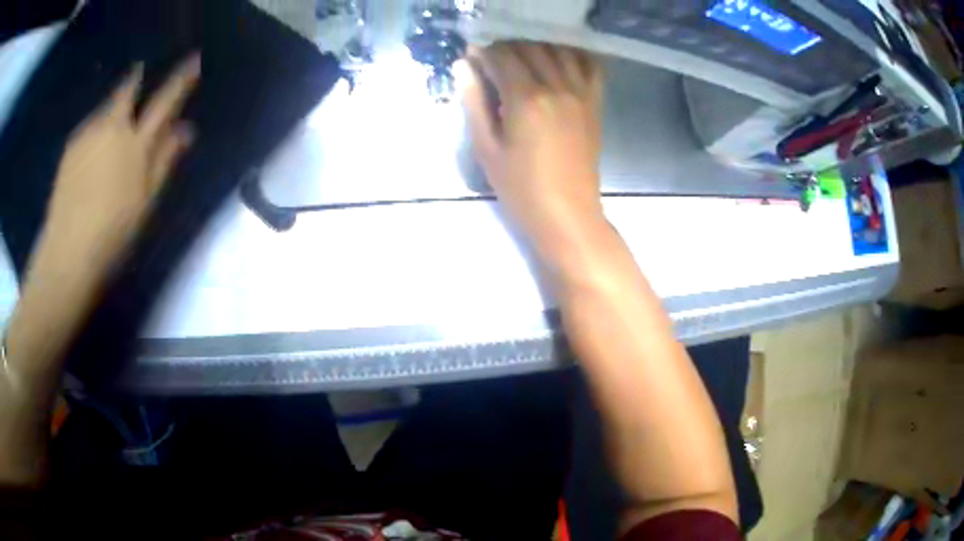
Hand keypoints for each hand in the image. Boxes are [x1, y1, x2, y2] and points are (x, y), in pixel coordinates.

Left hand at [36, 55, 200, 277]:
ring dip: (114, 106)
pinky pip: (89, 125)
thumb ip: (165, 161)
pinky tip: (93, 148)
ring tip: (114, 118)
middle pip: (127, 91)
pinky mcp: (71, 147)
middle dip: (136, 78)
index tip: (193, 59)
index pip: (164, 102)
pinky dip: (96, 127)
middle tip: (139, 72)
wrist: (67, 253)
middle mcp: (112, 128)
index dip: (180, 80)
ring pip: (106, 108)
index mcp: (135, 144)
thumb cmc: (112, 232)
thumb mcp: (145, 202)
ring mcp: (88, 134)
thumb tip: (187, 130)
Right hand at [460, 42, 605, 267]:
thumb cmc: (520, 188)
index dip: (483, 53)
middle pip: (530, 48)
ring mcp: (580, 94)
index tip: (472, 59)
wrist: (567, 214)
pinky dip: (574, 55)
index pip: (502, 57)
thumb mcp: (486, 148)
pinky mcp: (594, 104)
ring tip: (522, 60)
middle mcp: (556, 87)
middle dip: (507, 47)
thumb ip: (473, 102)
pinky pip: (590, 66)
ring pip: (559, 51)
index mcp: (526, 98)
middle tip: (492, 61)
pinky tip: (559, 61)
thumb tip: (463, 66)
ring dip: (537, 47)